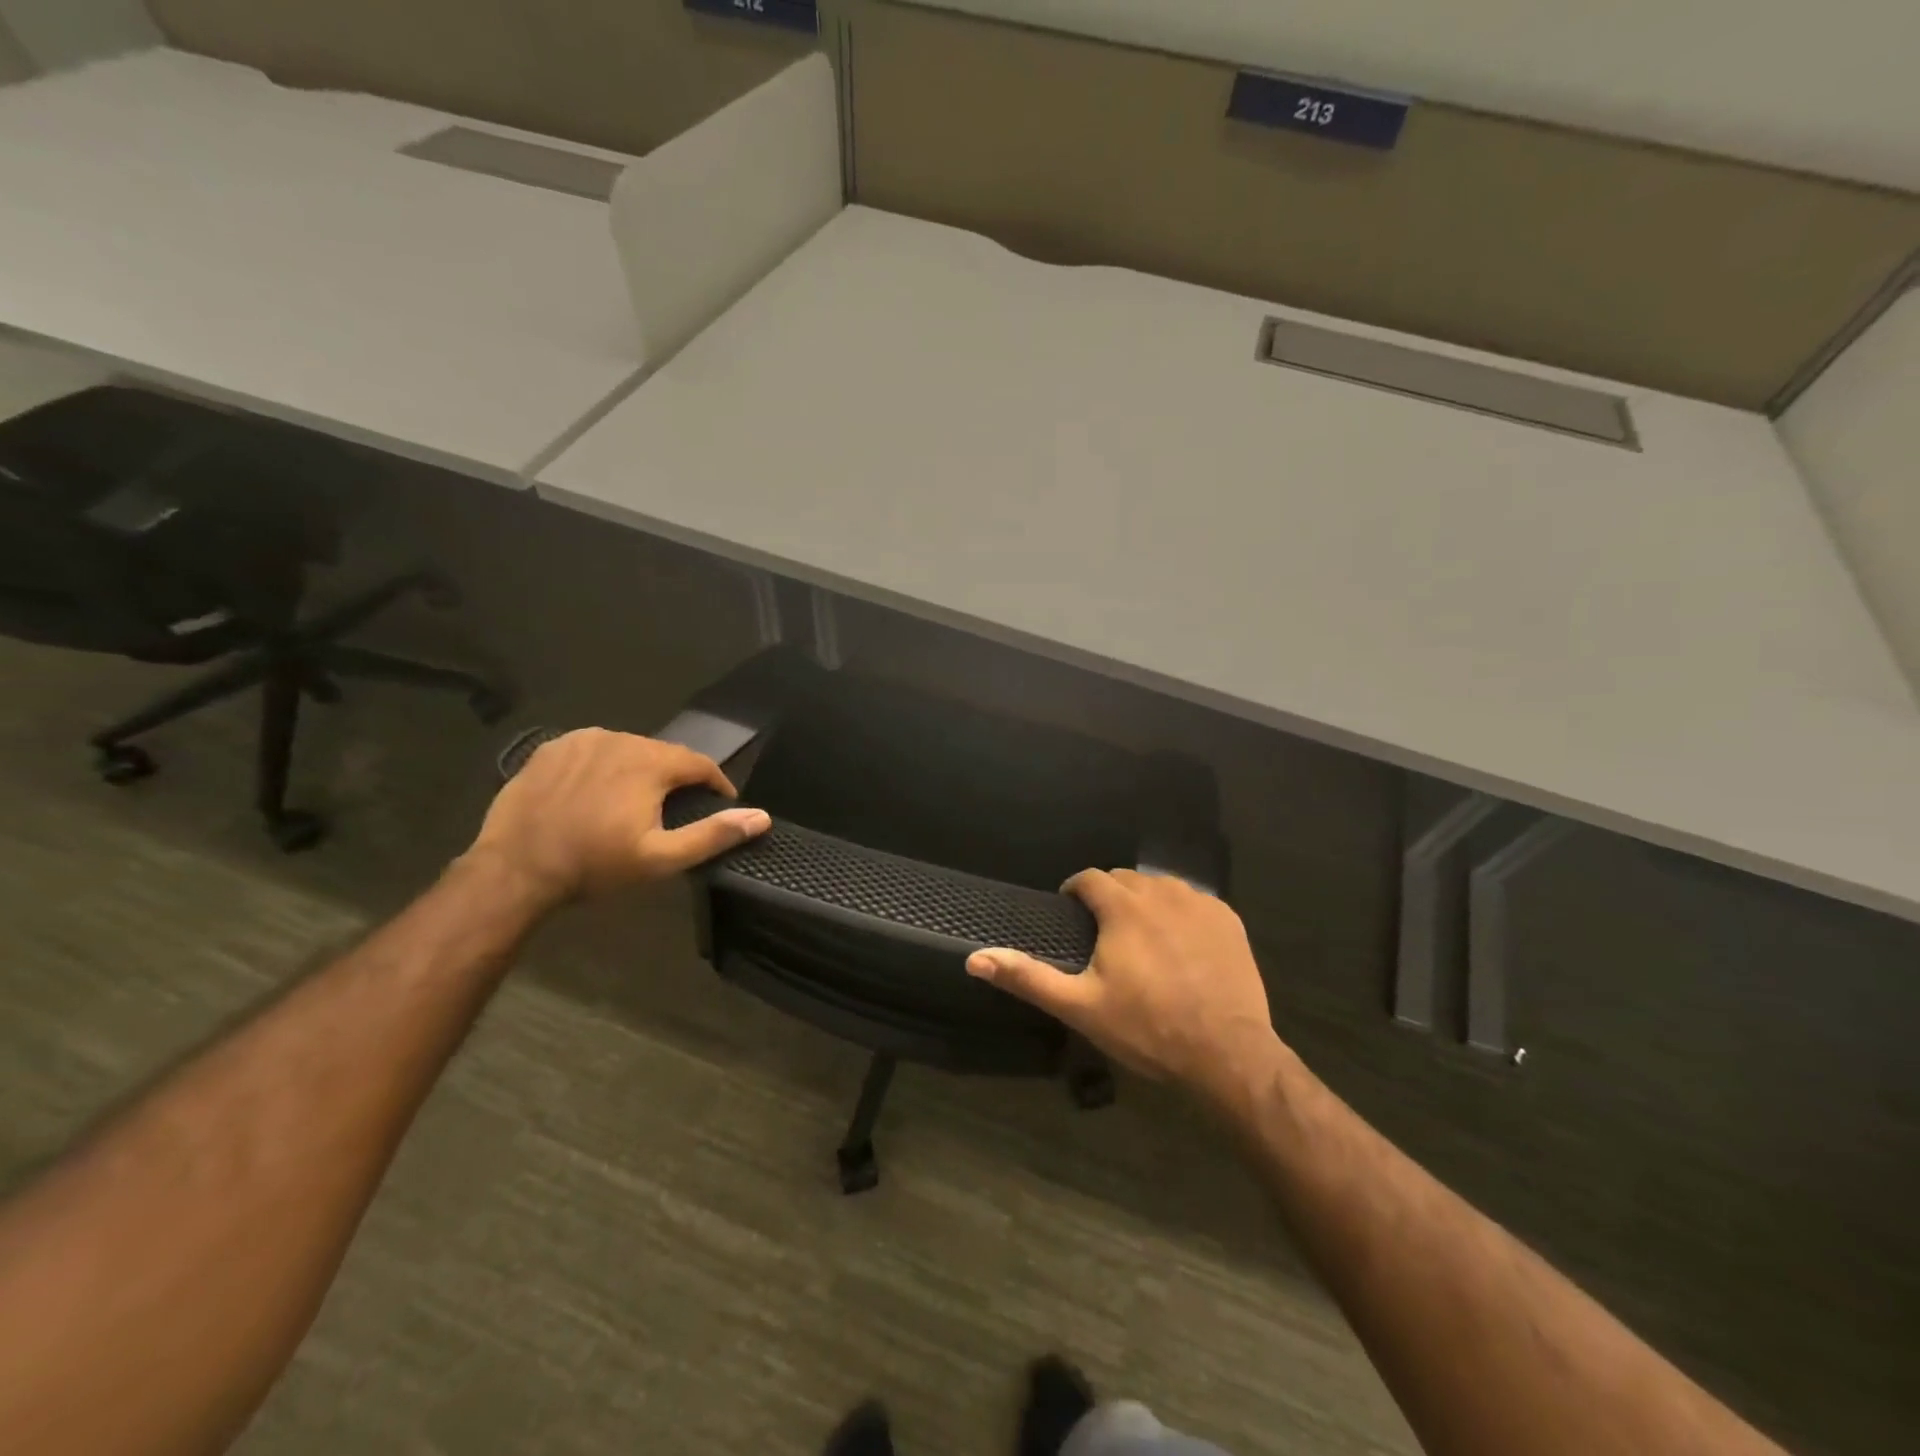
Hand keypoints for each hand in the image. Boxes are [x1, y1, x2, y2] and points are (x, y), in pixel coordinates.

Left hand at [467, 729, 770, 905]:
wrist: (515, 869)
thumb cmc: (594, 865)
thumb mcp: (661, 858)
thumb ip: (713, 834)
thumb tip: (761, 817)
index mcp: (650, 762)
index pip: (700, 763)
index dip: (716, 783)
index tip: (720, 803)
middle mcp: (620, 739)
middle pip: (663, 754)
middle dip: (675, 779)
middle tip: (672, 811)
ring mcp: (581, 740)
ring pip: (627, 749)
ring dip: (638, 770)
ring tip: (633, 802)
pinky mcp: (551, 748)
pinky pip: (592, 750)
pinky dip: (603, 766)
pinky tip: (595, 792)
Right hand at [967, 870, 1280, 1107]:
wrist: (1227, 1054)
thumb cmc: (1147, 1027)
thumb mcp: (1080, 1006)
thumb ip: (1028, 977)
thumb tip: (975, 959)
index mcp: (1123, 906)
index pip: (1090, 878)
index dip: (1075, 892)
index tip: (1071, 913)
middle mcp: (1162, 892)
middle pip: (1125, 880)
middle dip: (1109, 897)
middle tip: (1103, 934)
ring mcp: (1200, 903)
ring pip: (1160, 887)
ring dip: (1144, 902)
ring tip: (1139, 937)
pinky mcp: (1228, 919)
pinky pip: (1194, 901)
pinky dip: (1180, 913)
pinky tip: (1180, 945)